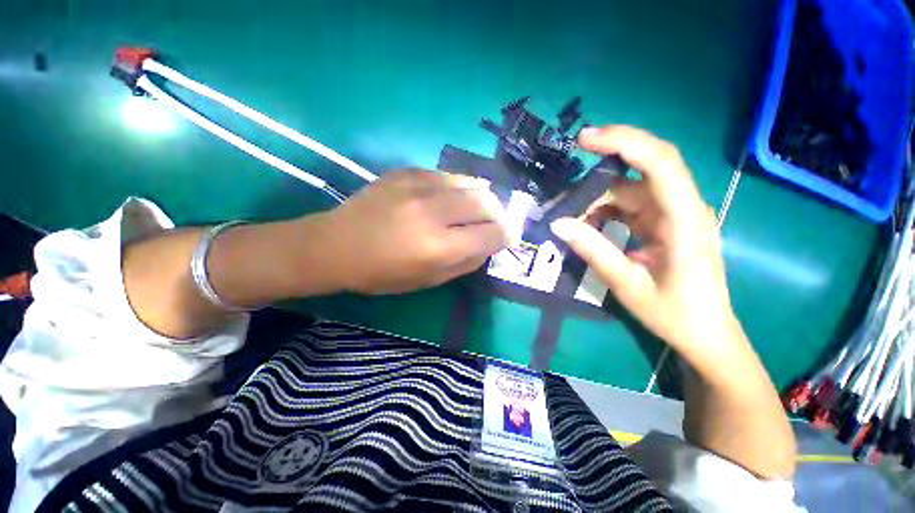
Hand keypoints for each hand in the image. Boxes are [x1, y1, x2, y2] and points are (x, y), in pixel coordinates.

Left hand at [317, 169, 507, 294]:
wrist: (336, 245)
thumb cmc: (382, 273)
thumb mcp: (429, 281)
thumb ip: (466, 263)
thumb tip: (489, 244)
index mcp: (439, 247)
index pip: (492, 234)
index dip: (507, 235)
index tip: (508, 237)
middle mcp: (433, 212)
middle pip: (486, 203)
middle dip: (499, 214)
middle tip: (496, 222)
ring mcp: (419, 186)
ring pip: (471, 183)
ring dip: (483, 197)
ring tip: (481, 207)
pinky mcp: (407, 171)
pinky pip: (448, 175)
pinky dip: (460, 186)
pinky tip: (455, 196)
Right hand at [550, 126, 739, 359]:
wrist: (705, 334)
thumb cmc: (675, 313)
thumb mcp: (628, 284)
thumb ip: (593, 250)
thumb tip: (558, 224)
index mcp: (686, 221)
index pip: (661, 164)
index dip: (625, 142)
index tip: (586, 139)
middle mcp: (683, 208)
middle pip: (644, 169)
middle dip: (604, 166)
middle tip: (567, 182)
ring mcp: (673, 215)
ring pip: (630, 189)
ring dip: (597, 199)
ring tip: (569, 217)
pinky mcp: (663, 223)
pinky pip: (629, 206)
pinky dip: (604, 211)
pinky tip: (587, 226)